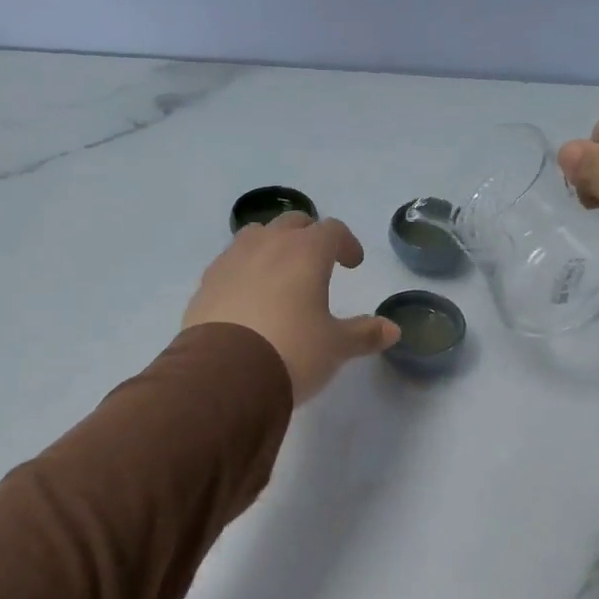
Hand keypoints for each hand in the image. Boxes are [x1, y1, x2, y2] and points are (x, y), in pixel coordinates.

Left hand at [183, 212, 400, 402]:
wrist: (224, 375)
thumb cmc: (292, 351)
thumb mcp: (335, 347)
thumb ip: (364, 334)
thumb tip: (392, 329)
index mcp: (306, 252)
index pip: (332, 230)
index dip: (346, 243)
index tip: (353, 264)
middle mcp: (268, 245)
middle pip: (292, 223)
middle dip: (309, 236)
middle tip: (318, 261)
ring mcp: (231, 261)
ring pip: (255, 236)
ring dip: (272, 246)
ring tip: (279, 272)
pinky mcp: (206, 283)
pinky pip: (230, 263)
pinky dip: (244, 269)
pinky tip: (248, 297)